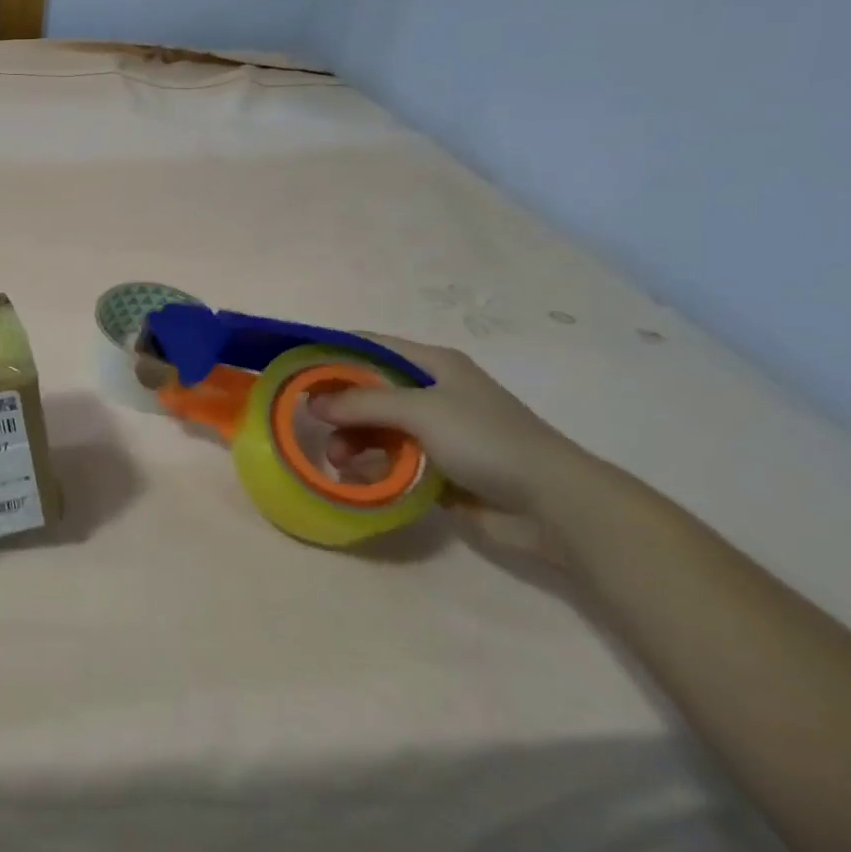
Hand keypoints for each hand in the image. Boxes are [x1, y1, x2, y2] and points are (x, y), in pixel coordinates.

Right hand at [308, 335, 612, 545]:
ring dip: (352, 441)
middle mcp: (432, 393)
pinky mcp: (439, 469)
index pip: (369, 346)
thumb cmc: (487, 440)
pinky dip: (371, 467)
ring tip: (339, 461)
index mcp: (433, 365)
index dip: (331, 353)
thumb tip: (312, 403)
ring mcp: (436, 432)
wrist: (555, 505)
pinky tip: (357, 479)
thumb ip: (362, 402)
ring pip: (376, 428)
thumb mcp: (420, 410)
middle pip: (368, 390)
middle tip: (312, 425)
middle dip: (338, 407)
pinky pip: (392, 461)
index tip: (295, 370)